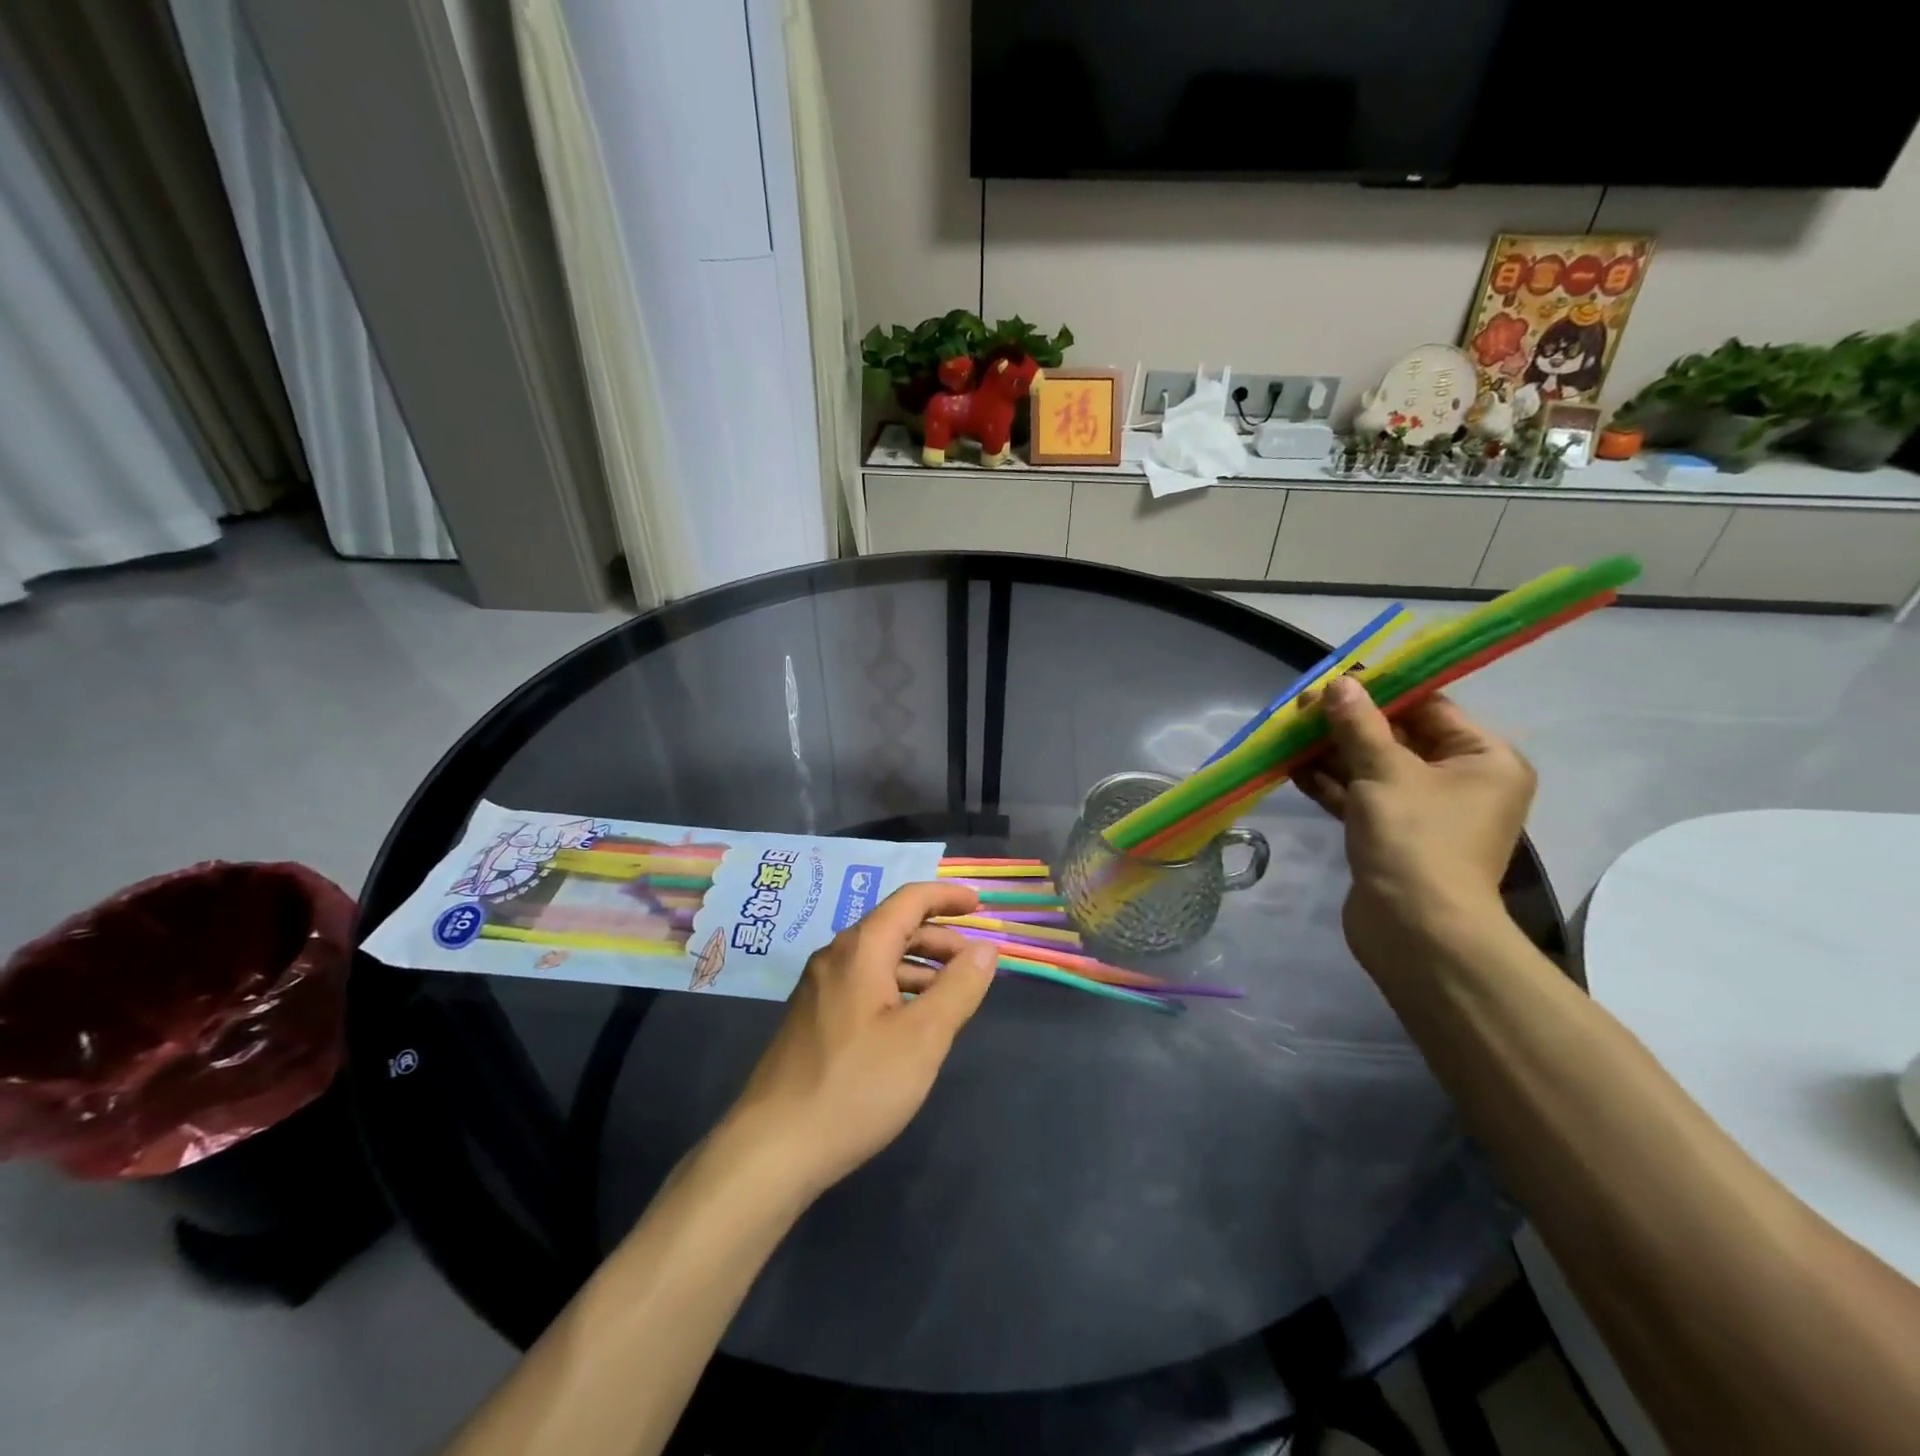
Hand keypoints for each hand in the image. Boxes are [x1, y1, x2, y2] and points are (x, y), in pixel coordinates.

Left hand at [721, 882, 996, 1197]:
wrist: (772, 1149)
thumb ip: (959, 987)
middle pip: (894, 926)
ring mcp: (818, 988)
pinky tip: (911, 1021)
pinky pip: (863, 983)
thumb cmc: (856, 1087)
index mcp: (860, 949)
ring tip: (952, 994)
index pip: (910, 900)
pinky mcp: (812, 1018)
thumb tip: (986, 948)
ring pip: (878, 958)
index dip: (947, 897)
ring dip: (919, 965)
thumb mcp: (922, 1038)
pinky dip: (896, 987)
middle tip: (975, 962)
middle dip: (939, 937)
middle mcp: (835, 957)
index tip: (980, 904)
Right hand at [1297, 676, 1534, 970]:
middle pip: (1398, 737)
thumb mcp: (1384, 772)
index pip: (1430, 708)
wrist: (1415, 930)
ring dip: (1332, 753)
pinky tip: (1292, 768)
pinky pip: (1362, 798)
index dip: (1382, 691)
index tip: (1336, 679)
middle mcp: (1461, 781)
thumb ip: (1358, 726)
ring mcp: (1426, 812)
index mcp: (1484, 759)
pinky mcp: (1393, 836)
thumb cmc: (1416, 839)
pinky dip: (1332, 784)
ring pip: (1373, 768)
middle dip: (1347, 724)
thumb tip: (1340, 684)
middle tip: (1301, 707)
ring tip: (1287, 734)